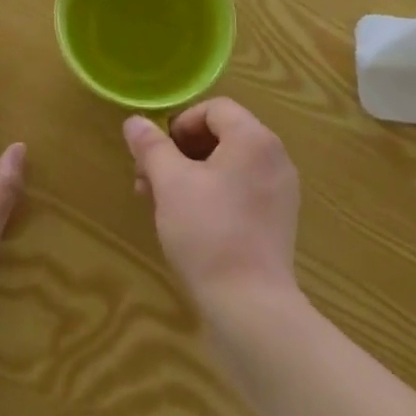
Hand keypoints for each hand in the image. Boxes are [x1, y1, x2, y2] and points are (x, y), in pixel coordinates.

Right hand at [123, 99, 299, 320]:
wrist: (250, 306)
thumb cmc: (208, 233)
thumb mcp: (170, 184)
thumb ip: (152, 147)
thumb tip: (134, 121)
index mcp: (254, 138)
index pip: (215, 108)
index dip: (180, 124)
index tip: (156, 154)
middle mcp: (274, 156)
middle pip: (222, 135)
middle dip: (180, 152)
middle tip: (148, 180)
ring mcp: (281, 190)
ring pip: (229, 165)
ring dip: (192, 174)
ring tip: (161, 203)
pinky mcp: (278, 220)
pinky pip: (242, 190)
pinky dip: (214, 194)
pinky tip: (189, 223)